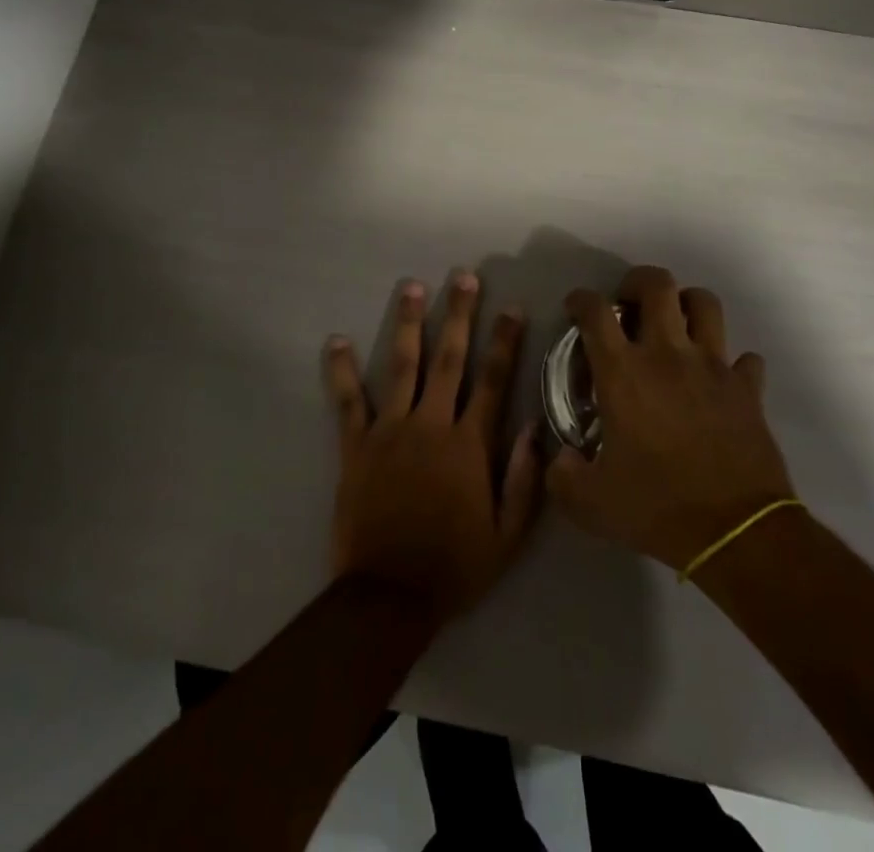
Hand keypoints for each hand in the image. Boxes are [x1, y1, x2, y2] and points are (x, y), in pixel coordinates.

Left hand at [324, 271, 542, 626]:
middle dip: (459, 314)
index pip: (493, 381)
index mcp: (470, 444)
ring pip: (402, 365)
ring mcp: (391, 430)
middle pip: (449, 358)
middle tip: (464, 278)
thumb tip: (536, 427)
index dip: (505, 342)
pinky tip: (336, 340)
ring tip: (411, 287)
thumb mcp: (508, 536)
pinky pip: (348, 401)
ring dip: (408, 323)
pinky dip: (341, 370)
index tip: (513, 309)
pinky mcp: (356, 445)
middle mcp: (432, 424)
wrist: (390, 596)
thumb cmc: (454, 565)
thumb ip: (526, 480)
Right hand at [546, 266, 794, 573]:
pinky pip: (744, 358)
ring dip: (687, 305)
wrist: (736, 532)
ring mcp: (713, 366)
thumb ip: (562, 475)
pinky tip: (718, 379)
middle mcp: (668, 354)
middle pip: (657, 284)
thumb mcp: (590, 503)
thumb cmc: (658, 507)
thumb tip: (560, 458)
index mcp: (624, 372)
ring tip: (675, 325)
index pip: (596, 312)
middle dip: (637, 282)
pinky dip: (731, 362)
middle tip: (629, 304)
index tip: (576, 308)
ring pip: (705, 303)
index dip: (581, 300)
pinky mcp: (747, 388)